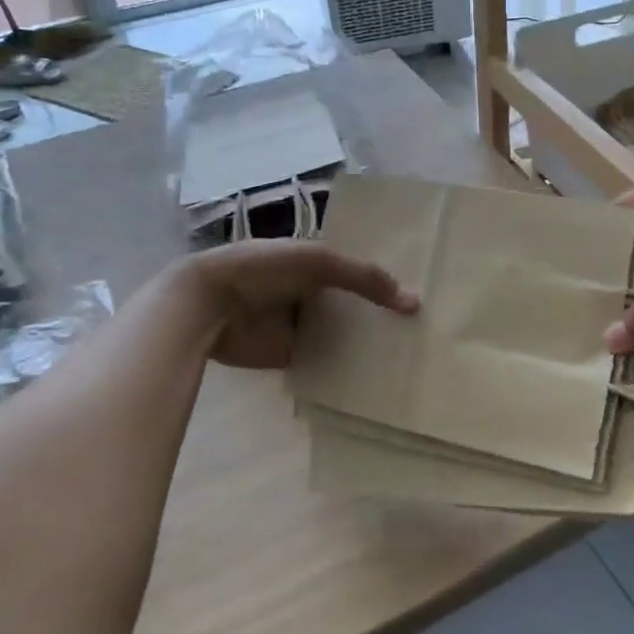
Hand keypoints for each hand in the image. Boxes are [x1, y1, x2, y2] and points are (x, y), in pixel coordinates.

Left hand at [183, 241, 417, 368]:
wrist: (209, 304)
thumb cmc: (263, 268)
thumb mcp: (319, 261)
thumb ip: (363, 277)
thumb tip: (413, 301)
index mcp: (313, 261)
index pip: (357, 270)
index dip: (384, 279)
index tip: (419, 291)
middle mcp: (310, 292)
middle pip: (353, 304)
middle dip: (380, 313)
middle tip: (424, 326)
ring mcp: (300, 325)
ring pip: (342, 334)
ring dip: (367, 341)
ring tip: (411, 350)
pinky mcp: (290, 355)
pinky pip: (325, 360)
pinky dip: (346, 365)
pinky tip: (379, 372)